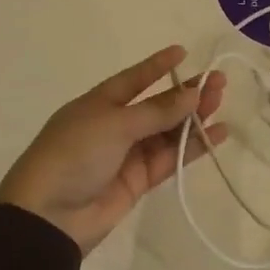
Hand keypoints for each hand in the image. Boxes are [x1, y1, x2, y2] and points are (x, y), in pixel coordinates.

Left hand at [0, 46, 228, 254]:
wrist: (48, 217)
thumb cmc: (74, 155)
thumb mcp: (115, 124)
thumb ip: (157, 112)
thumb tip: (193, 94)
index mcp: (99, 103)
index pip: (134, 79)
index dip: (157, 66)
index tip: (183, 52)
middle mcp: (115, 125)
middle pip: (157, 105)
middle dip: (186, 93)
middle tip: (219, 81)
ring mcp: (128, 154)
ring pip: (168, 131)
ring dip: (194, 118)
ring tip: (221, 103)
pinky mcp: (139, 181)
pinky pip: (171, 158)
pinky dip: (193, 147)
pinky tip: (217, 134)